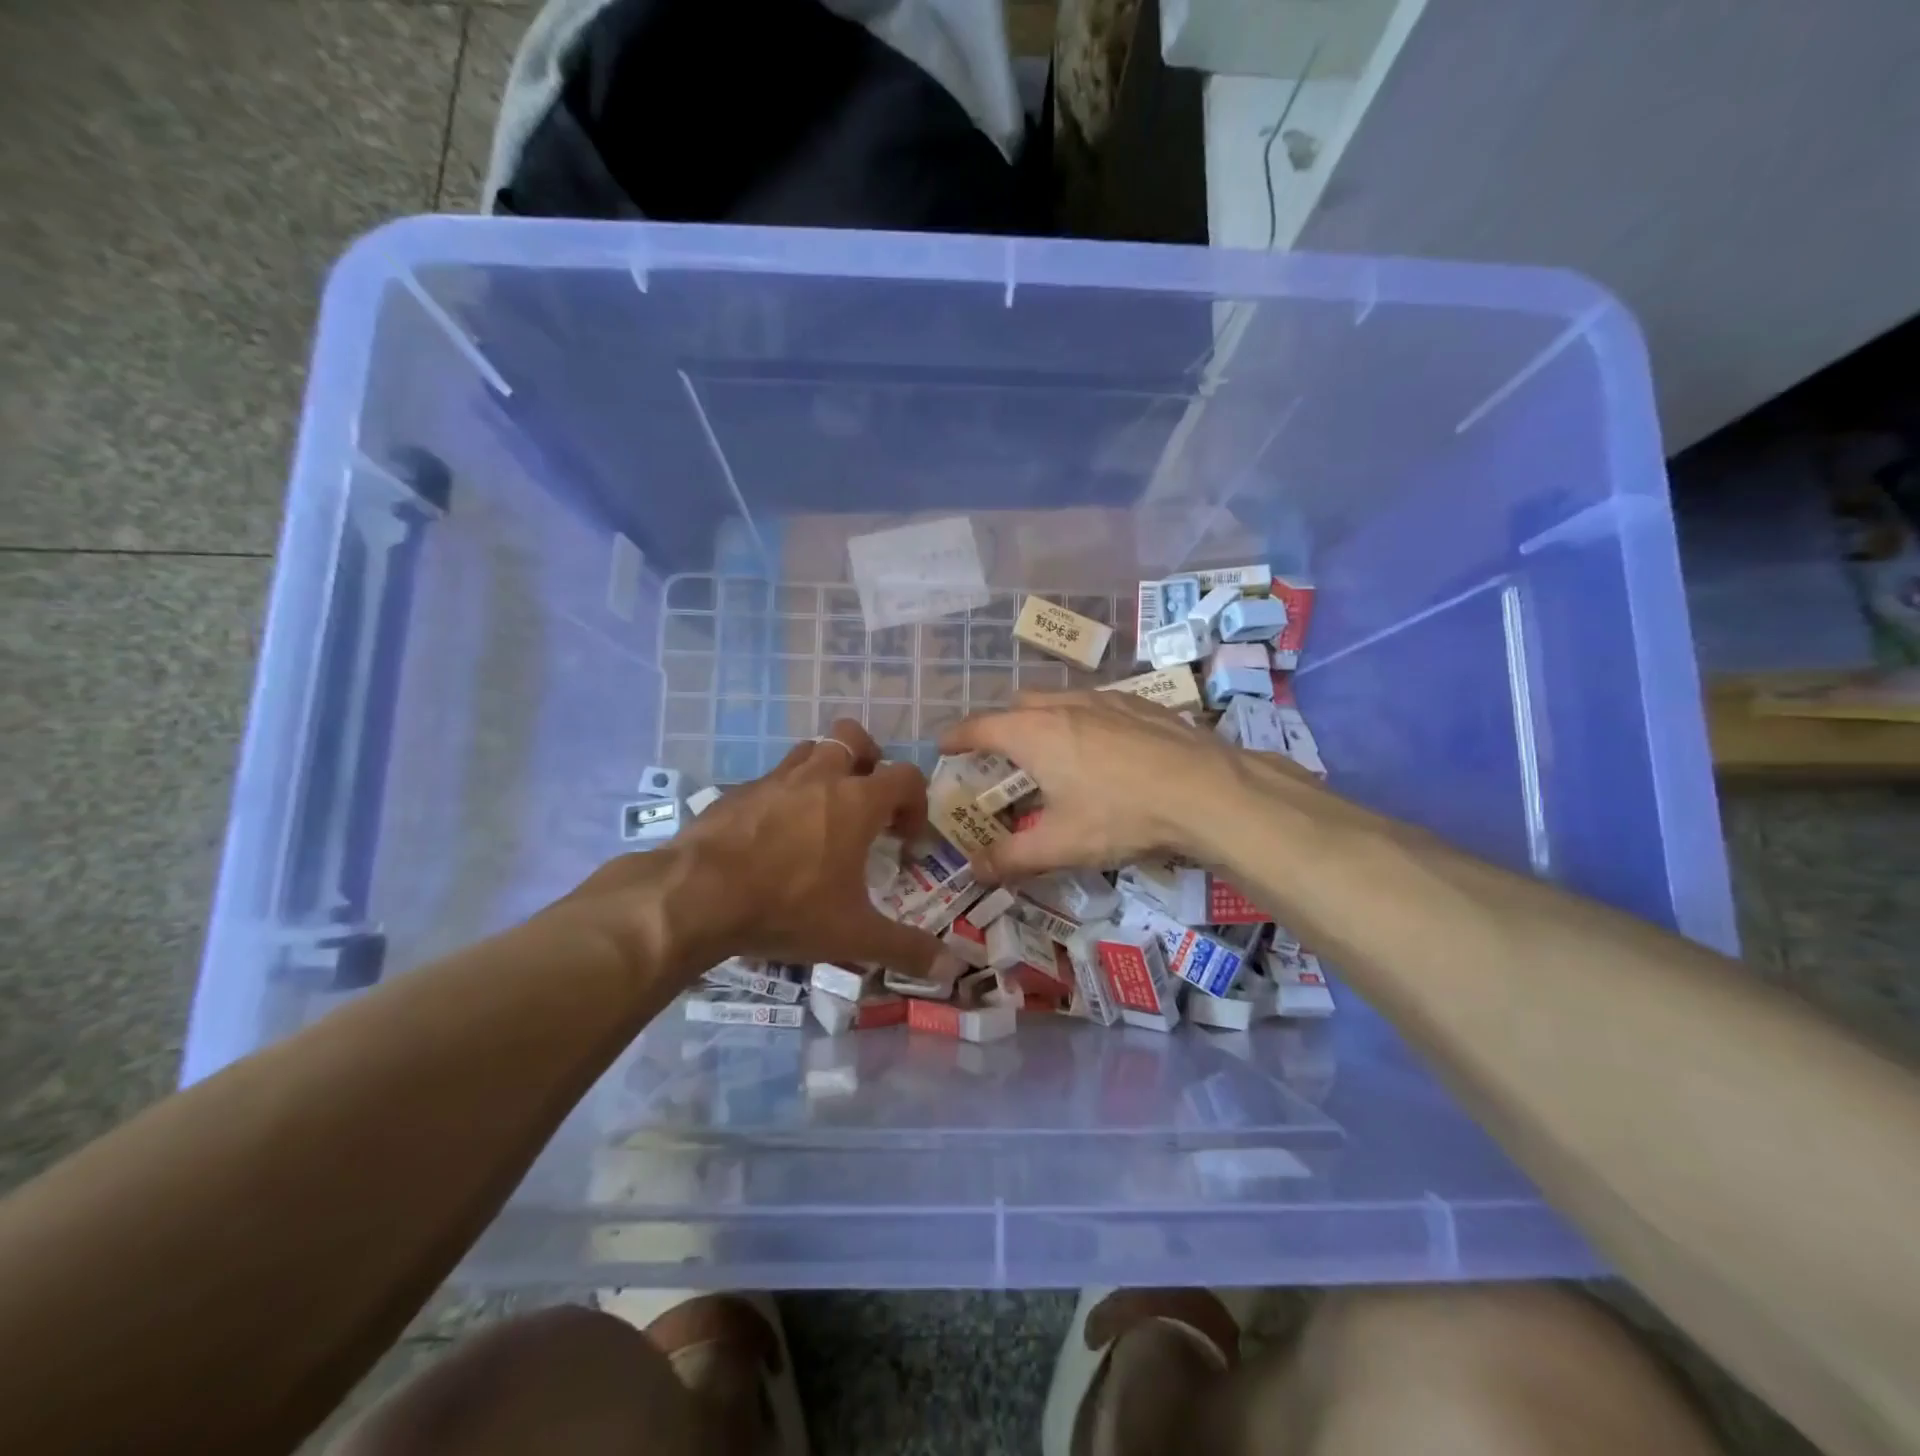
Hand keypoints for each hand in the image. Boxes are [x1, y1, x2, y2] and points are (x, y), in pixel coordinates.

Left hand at [572, 720, 959, 985]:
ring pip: (809, 750)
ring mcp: (774, 780)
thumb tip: (953, 969)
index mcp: (857, 801)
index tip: (907, 838)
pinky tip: (774, 835)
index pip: (905, 776)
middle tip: (867, 801)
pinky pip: (771, 780)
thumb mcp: (853, 935)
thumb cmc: (788, 907)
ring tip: (823, 812)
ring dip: (825, 770)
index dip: (916, 802)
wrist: (697, 895)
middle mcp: (819, 778)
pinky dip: (783, 796)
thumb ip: (906, 948)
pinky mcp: (738, 792)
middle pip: (853, 738)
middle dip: (869, 760)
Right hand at [939, 690, 1241, 878]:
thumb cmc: (1120, 815)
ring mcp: (1106, 701)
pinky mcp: (1141, 706)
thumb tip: (973, 872)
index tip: (944, 745)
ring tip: (1050, 747)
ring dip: (1043, 717)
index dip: (958, 736)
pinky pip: (1097, 704)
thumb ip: (1011, 858)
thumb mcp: (1061, 845)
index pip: (980, 728)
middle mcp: (1064, 707)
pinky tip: (1104, 746)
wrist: (1205, 790)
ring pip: (1060, 699)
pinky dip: (1083, 719)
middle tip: (999, 754)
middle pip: (1019, 705)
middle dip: (1001, 724)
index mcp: (1034, 734)